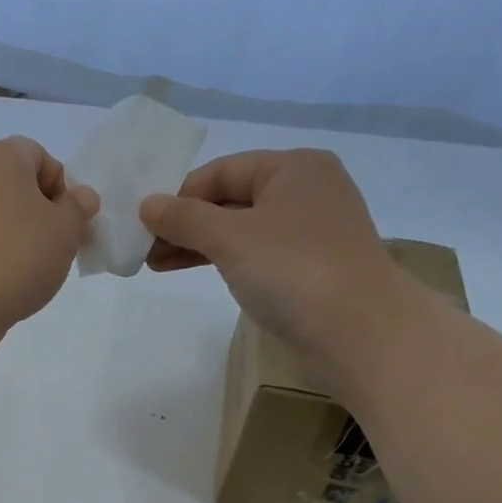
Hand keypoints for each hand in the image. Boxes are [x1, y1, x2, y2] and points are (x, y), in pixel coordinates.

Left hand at [0, 137, 99, 327]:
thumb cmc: (16, 256)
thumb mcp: (66, 231)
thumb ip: (79, 208)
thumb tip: (80, 197)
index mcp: (1, 155)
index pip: (43, 158)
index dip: (62, 190)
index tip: (66, 226)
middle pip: (19, 187)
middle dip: (41, 215)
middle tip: (53, 250)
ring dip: (19, 236)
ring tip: (27, 270)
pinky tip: (2, 279)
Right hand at [140, 148, 403, 359]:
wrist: (359, 334)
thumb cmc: (294, 270)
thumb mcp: (231, 238)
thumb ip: (185, 218)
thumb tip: (147, 205)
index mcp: (293, 168)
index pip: (222, 171)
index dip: (179, 194)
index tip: (143, 224)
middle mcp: (305, 192)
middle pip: (230, 199)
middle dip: (185, 223)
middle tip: (143, 249)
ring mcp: (309, 233)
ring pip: (241, 230)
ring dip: (198, 245)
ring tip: (156, 264)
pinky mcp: (308, 270)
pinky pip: (255, 255)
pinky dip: (223, 261)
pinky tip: (193, 271)